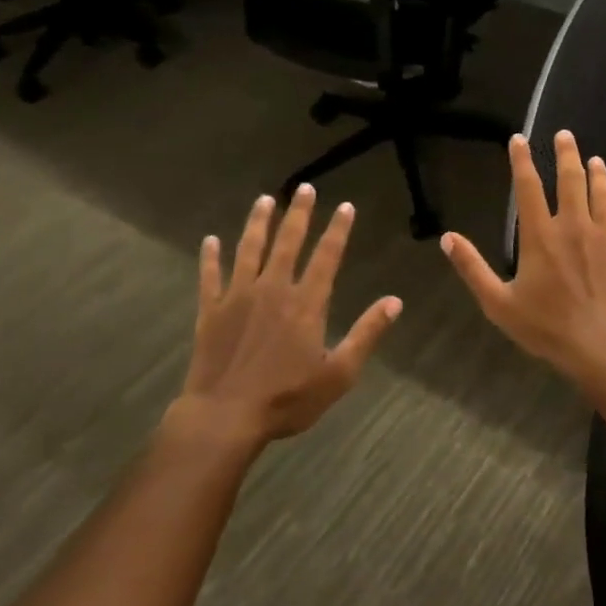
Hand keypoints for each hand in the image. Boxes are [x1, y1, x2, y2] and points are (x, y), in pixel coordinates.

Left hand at [167, 185, 402, 450]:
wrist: (225, 416)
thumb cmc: (287, 398)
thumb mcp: (339, 373)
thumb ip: (366, 334)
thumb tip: (395, 302)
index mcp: (306, 303)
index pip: (327, 256)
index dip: (338, 230)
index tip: (345, 206)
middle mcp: (273, 289)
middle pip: (288, 242)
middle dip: (298, 214)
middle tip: (304, 188)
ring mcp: (238, 297)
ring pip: (249, 250)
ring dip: (258, 223)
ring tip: (264, 200)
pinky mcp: (211, 311)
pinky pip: (210, 276)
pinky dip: (210, 257)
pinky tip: (210, 240)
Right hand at [439, 130, 605, 385]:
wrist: (601, 347)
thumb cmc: (546, 327)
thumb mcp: (498, 302)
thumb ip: (472, 267)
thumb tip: (447, 237)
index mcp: (540, 236)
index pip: (528, 188)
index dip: (522, 161)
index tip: (519, 139)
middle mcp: (574, 226)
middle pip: (571, 180)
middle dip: (567, 154)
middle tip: (565, 134)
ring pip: (603, 195)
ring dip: (599, 174)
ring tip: (596, 159)